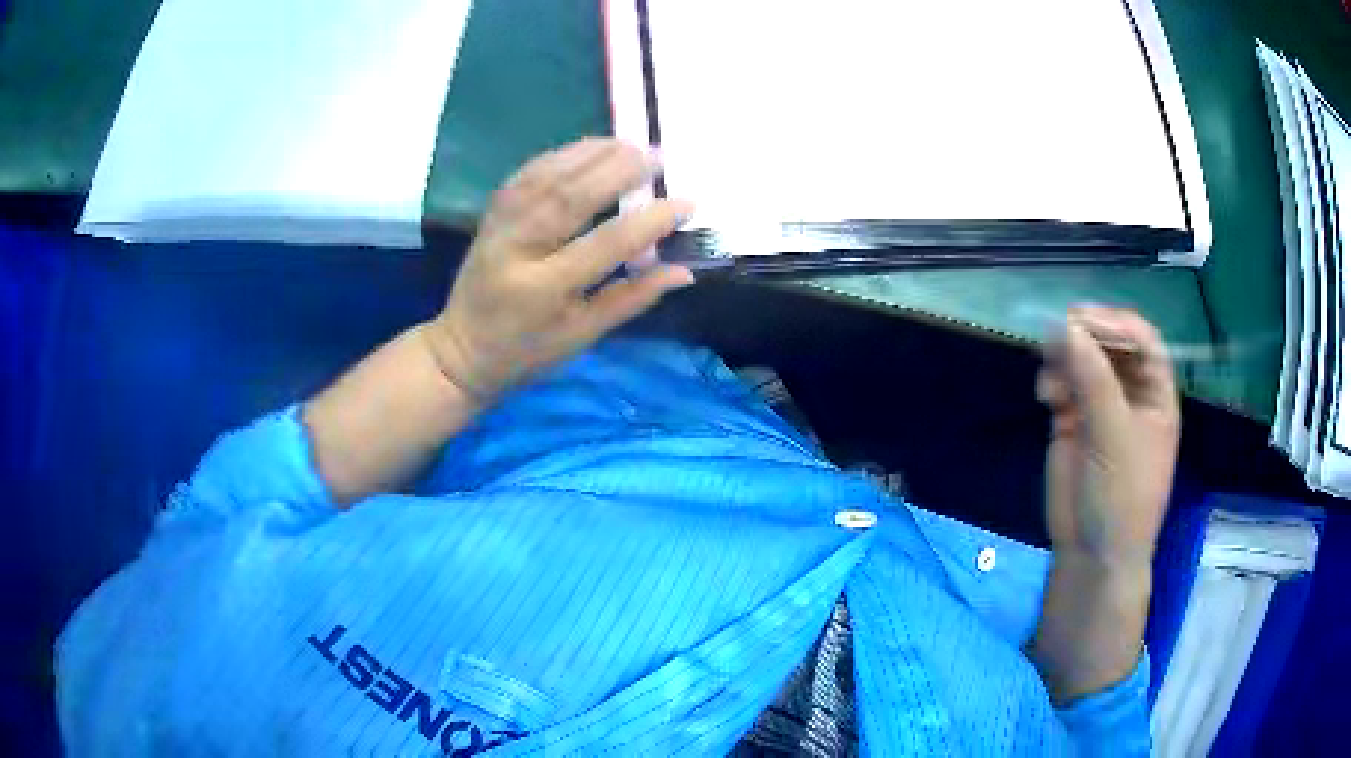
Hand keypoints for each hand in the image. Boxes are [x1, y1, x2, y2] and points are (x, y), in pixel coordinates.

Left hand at [422, 138, 694, 399]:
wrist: (461, 349)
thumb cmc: (527, 351)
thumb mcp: (582, 335)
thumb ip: (632, 297)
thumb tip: (685, 271)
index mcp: (544, 289)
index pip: (606, 244)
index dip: (650, 220)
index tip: (686, 204)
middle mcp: (518, 248)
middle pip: (571, 195)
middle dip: (619, 170)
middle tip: (658, 156)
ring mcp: (500, 225)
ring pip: (548, 175)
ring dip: (592, 153)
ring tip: (631, 144)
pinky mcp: (492, 212)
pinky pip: (529, 173)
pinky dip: (563, 155)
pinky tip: (591, 148)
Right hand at [1037, 306, 1180, 568]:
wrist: (1092, 553)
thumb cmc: (1121, 496)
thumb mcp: (1114, 436)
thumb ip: (1093, 379)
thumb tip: (1064, 326)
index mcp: (1155, 394)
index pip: (1142, 340)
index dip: (1116, 323)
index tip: (1083, 320)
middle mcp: (1130, 394)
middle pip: (1110, 344)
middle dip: (1085, 336)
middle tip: (1057, 334)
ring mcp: (1101, 408)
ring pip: (1083, 361)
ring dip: (1064, 357)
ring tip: (1050, 374)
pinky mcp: (1073, 422)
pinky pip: (1062, 385)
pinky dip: (1052, 381)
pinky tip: (1045, 395)